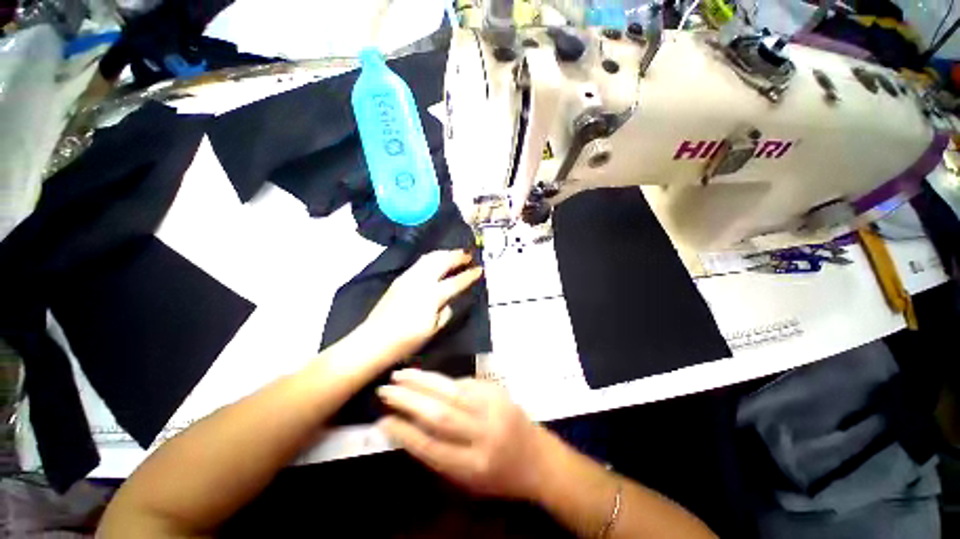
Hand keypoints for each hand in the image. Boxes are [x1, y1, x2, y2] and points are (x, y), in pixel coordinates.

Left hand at [360, 250, 482, 362]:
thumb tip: (449, 300)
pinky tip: (437, 260)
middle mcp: (421, 280)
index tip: (480, 269)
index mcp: (432, 296)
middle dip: (458, 256)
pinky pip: (421, 262)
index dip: (470, 275)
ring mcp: (409, 277)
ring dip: (445, 253)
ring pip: (430, 257)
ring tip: (455, 253)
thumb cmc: (407, 340)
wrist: (374, 340)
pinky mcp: (401, 278)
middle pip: (443, 262)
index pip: (456, 281)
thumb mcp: (434, 329)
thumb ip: (446, 311)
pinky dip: (433, 257)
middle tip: (469, 255)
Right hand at [376, 369, 550, 500]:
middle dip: (408, 400)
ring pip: (451, 390)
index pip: (431, 446)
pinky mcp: (497, 391)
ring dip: (423, 380)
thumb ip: (440, 456)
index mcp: (473, 466)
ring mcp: (493, 408)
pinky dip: (444, 381)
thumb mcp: (468, 481)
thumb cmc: (500, 477)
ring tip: (400, 375)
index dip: (404, 432)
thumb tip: (408, 428)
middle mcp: (483, 434)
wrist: (539, 458)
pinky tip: (429, 378)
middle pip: (439, 413)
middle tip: (385, 389)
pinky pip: (465, 382)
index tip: (383, 419)